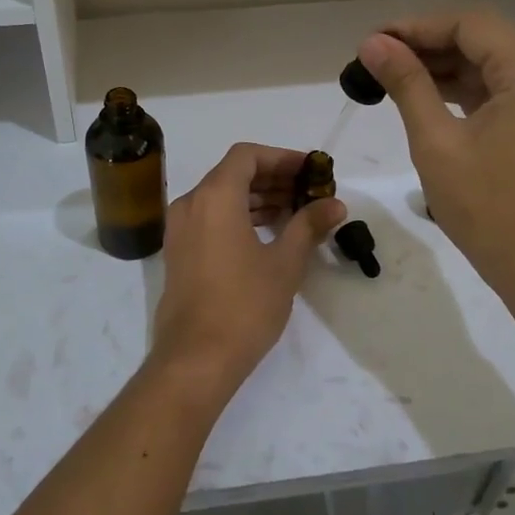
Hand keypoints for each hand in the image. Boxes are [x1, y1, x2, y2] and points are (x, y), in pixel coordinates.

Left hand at [148, 143, 345, 397]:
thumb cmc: (244, 305)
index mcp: (214, 197)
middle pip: (233, 174)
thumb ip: (308, 226)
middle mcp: (191, 204)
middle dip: (272, 178)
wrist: (196, 358)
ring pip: (221, 197)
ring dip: (257, 198)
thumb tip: (335, 204)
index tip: (310, 170)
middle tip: (308, 191)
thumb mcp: (285, 263)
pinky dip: (238, 216)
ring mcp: (180, 229)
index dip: (281, 157)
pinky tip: (267, 233)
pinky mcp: (179, 252)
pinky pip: (210, 218)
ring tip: (294, 211)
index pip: (247, 156)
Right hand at [357, 11, 514, 299]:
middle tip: (377, 59)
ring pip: (489, 66)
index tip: (374, 42)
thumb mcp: (436, 141)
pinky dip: (461, 90)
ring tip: (391, 76)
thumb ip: (406, 84)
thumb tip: (373, 44)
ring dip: (443, 66)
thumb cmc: (486, 207)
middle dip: (428, 45)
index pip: (471, 26)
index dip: (418, 27)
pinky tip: (424, 97)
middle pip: (482, 40)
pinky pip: (498, 92)